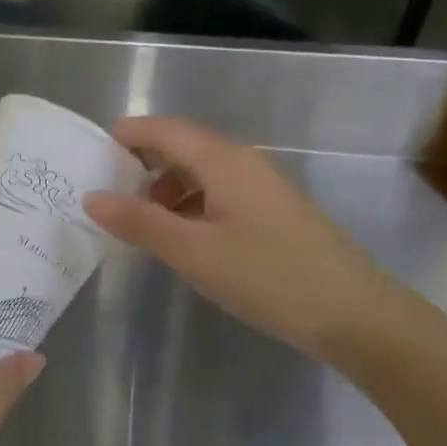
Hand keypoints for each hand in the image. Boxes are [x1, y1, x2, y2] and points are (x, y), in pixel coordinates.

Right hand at [83, 116, 392, 357]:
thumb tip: (92, 196)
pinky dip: (191, 205)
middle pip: (184, 147)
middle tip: (105, 190)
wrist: (355, 315)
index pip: (165, 130)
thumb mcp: (193, 252)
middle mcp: (245, 163)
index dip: (127, 135)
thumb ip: (140, 222)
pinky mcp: (274, 214)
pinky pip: (221, 194)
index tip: (90, 154)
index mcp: (224, 161)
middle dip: (142, 163)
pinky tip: (181, 237)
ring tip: (138, 220)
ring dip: (166, 188)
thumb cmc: (268, 277)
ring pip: (203, 173)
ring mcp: (264, 188)